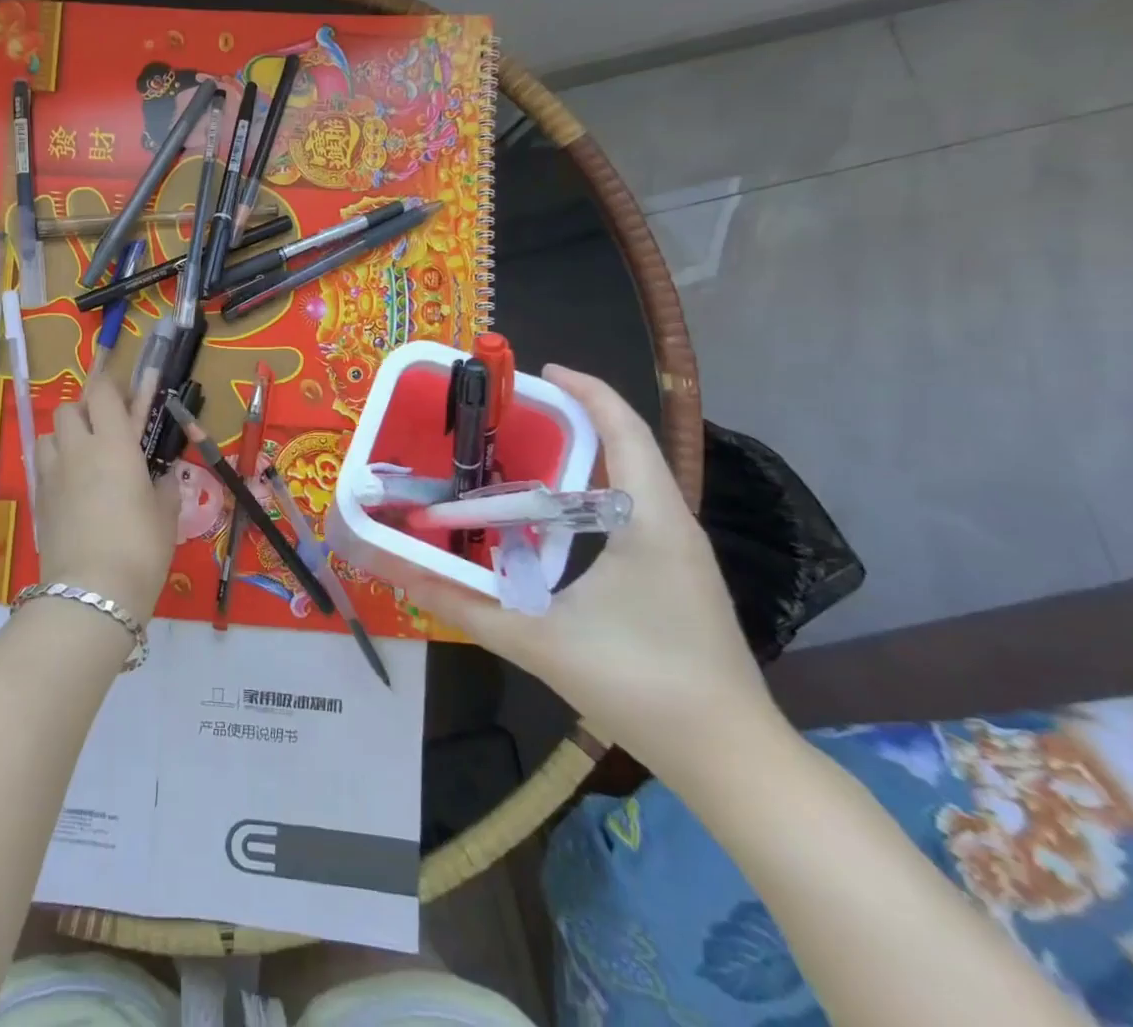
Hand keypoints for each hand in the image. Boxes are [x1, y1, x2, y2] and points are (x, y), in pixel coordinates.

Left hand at [34, 373, 178, 621]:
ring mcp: (52, 474)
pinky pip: (42, 466)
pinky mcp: (38, 500)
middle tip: (108, 431)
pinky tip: (72, 488)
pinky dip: (55, 465)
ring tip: (84, 458)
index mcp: (114, 444)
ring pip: (49, 435)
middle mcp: (78, 449)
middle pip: (69, 408)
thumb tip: (165, 476)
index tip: (128, 398)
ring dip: (65, 437)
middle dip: (86, 411)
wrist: (91, 593)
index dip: (113, 388)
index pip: (103, 393)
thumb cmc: (140, 548)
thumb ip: (165, 487)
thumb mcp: (165, 515)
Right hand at [405, 364, 781, 779]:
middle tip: (513, 417)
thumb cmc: (641, 684)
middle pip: (627, 447)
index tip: (539, 373)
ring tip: (525, 457)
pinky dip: (593, 494)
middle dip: (575, 420)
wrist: (732, 759)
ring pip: (632, 481)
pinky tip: (556, 521)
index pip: (624, 430)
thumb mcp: (538, 641)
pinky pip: (633, 512)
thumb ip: (462, 605)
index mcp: (649, 519)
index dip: (586, 391)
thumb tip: (400, 572)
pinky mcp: (678, 578)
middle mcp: (671, 524)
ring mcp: (680, 553)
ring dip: (585, 458)